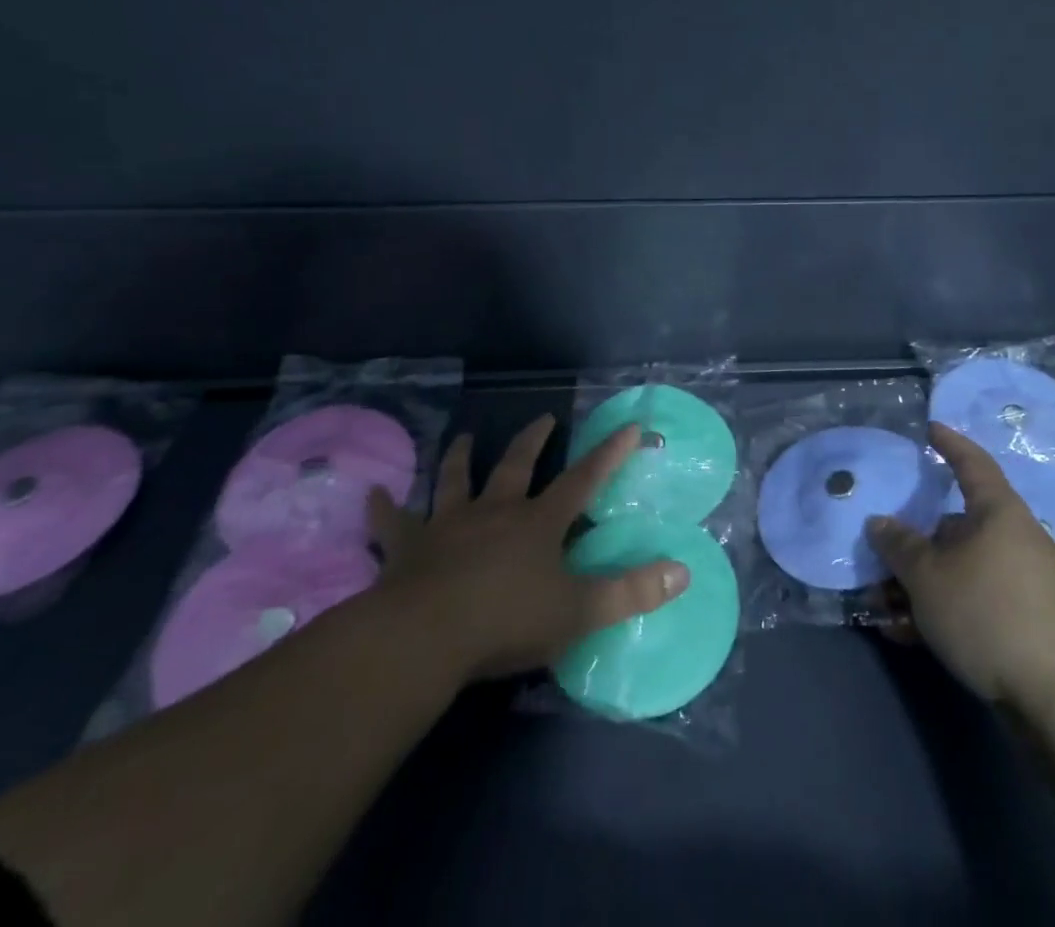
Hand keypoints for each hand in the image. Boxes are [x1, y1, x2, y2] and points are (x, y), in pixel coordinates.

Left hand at [364, 416, 689, 682]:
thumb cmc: (506, 621)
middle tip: (542, 418)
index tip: (629, 425)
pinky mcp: (407, 549)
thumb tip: (684, 570)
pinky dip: (382, 508)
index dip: (609, 454)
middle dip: (532, 440)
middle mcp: (495, 511)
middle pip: (516, 465)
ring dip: (459, 457)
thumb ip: (631, 592)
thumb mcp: (579, 612)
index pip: (584, 480)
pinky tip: (371, 493)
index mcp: (538, 523)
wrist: (425, 636)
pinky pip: (391, 523)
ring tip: (461, 437)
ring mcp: (448, 525)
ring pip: (455, 481)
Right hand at [868, 423, 1054, 704]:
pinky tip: (910, 634)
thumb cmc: (987, 613)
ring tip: (885, 605)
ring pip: (961, 567)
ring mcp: (1024, 581)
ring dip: (922, 581)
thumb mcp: (928, 577)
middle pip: (957, 525)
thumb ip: (899, 545)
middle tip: (884, 550)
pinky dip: (943, 607)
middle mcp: (1015, 538)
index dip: (950, 444)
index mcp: (999, 513)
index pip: (972, 464)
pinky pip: (975, 598)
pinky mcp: (1026, 620)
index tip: (931, 429)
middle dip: (917, 540)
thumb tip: (880, 523)